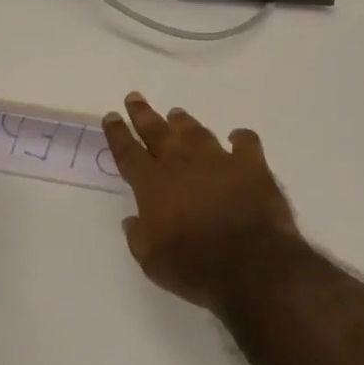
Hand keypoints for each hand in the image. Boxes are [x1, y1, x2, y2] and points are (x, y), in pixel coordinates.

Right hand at [102, 93, 307, 310]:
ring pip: (196, 132)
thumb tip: (133, 220)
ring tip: (176, 114)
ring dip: (184, 123)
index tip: (111, 116)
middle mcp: (183, 163)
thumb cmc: (194, 266)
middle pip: (158, 131)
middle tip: (135, 98)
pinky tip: (237, 138)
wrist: (251, 264)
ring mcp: (219, 160)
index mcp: (153, 184)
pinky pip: (245, 142)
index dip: (117, 134)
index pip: (128, 152)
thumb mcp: (152, 261)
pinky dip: (240, 139)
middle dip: (144, 114)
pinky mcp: (252, 165)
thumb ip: (139, 236)